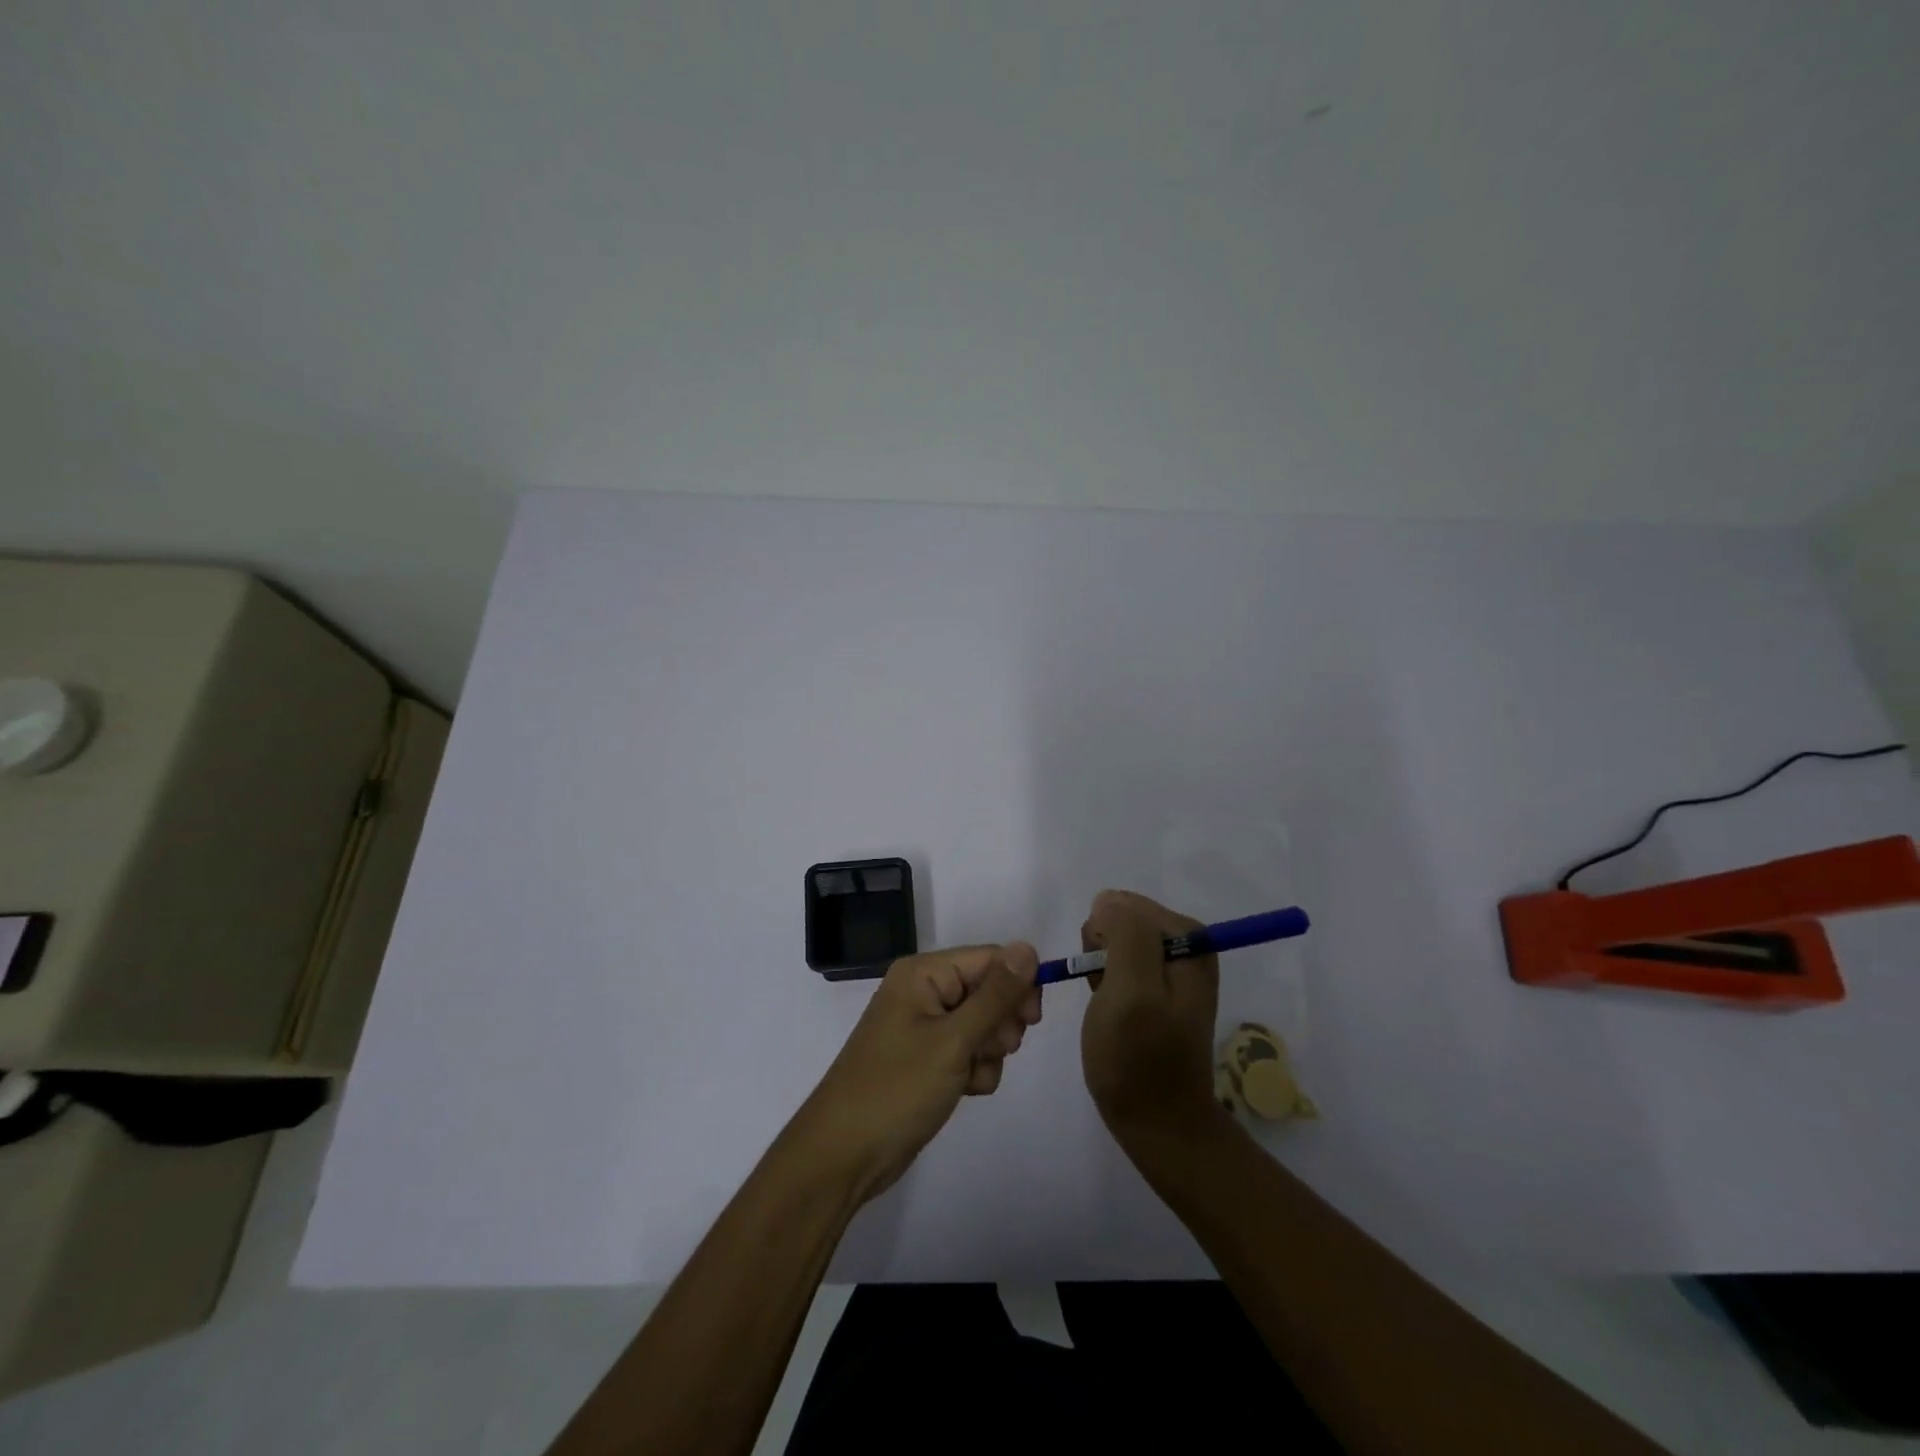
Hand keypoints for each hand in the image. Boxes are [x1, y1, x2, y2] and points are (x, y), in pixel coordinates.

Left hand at [790, 943, 1041, 1204]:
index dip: (1017, 984)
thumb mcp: (954, 1040)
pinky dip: (974, 1070)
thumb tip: (1029, 948)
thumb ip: (996, 995)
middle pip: (988, 990)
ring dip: (989, 1052)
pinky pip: (969, 1052)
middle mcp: (924, 991)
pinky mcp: (927, 1059)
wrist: (845, 1155)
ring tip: (969, 1076)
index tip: (1032, 1020)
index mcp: (923, 973)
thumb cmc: (898, 1088)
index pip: (989, 958)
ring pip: (983, 1025)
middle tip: (994, 1050)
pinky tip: (963, 1091)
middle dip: (1000, 1023)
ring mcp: (924, 1026)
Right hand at [1079, 890, 1224, 1149]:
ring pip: (1114, 941)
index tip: (1104, 978)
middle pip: (1120, 919)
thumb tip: (1108, 901)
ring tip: (1107, 1006)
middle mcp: (1187, 944)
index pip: (1124, 906)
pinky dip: (1104, 982)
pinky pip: (1118, 963)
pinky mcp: (1157, 988)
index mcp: (1189, 937)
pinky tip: (1108, 1009)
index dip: (1102, 938)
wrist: (1157, 1122)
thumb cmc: (1139, 1059)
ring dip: (1100, 968)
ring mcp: (1172, 967)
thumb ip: (1126, 935)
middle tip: (1107, 995)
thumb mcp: (1132, 991)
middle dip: (1101, 951)